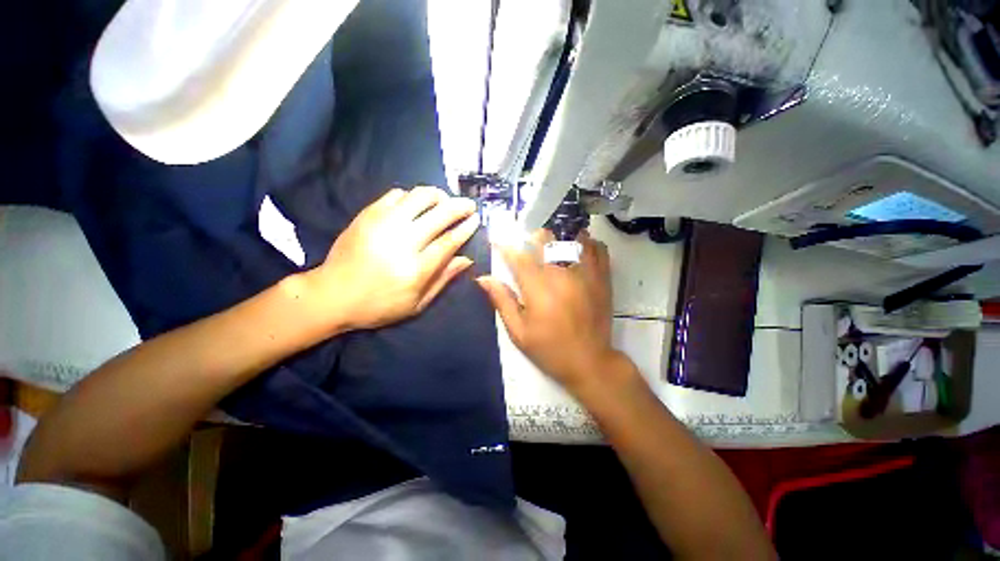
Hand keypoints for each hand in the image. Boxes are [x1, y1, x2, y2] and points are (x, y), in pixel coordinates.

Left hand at [307, 186, 479, 331]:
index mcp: (415, 269)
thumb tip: (466, 259)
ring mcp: (382, 224)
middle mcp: (402, 242)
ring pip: (419, 197)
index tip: (476, 219)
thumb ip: (443, 279)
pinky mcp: (367, 215)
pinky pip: (396, 195)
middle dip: (459, 206)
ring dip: (437, 195)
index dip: (466, 228)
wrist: (332, 294)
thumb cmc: (379, 305)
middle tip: (469, 205)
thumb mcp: (417, 304)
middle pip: (439, 214)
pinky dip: (412, 196)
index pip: (449, 241)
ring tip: (445, 201)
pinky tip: (417, 205)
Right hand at [477, 230, 634, 396]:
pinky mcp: (602, 278)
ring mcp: (586, 273)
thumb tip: (483, 278)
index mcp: (538, 288)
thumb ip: (502, 301)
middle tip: (528, 244)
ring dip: (560, 236)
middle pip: (547, 239)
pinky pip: (598, 249)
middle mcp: (562, 274)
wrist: (589, 362)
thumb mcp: (518, 331)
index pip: (518, 256)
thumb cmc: (549, 349)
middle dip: (533, 236)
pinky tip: (579, 249)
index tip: (499, 242)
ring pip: (573, 237)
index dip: (506, 247)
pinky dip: (587, 243)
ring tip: (554, 244)